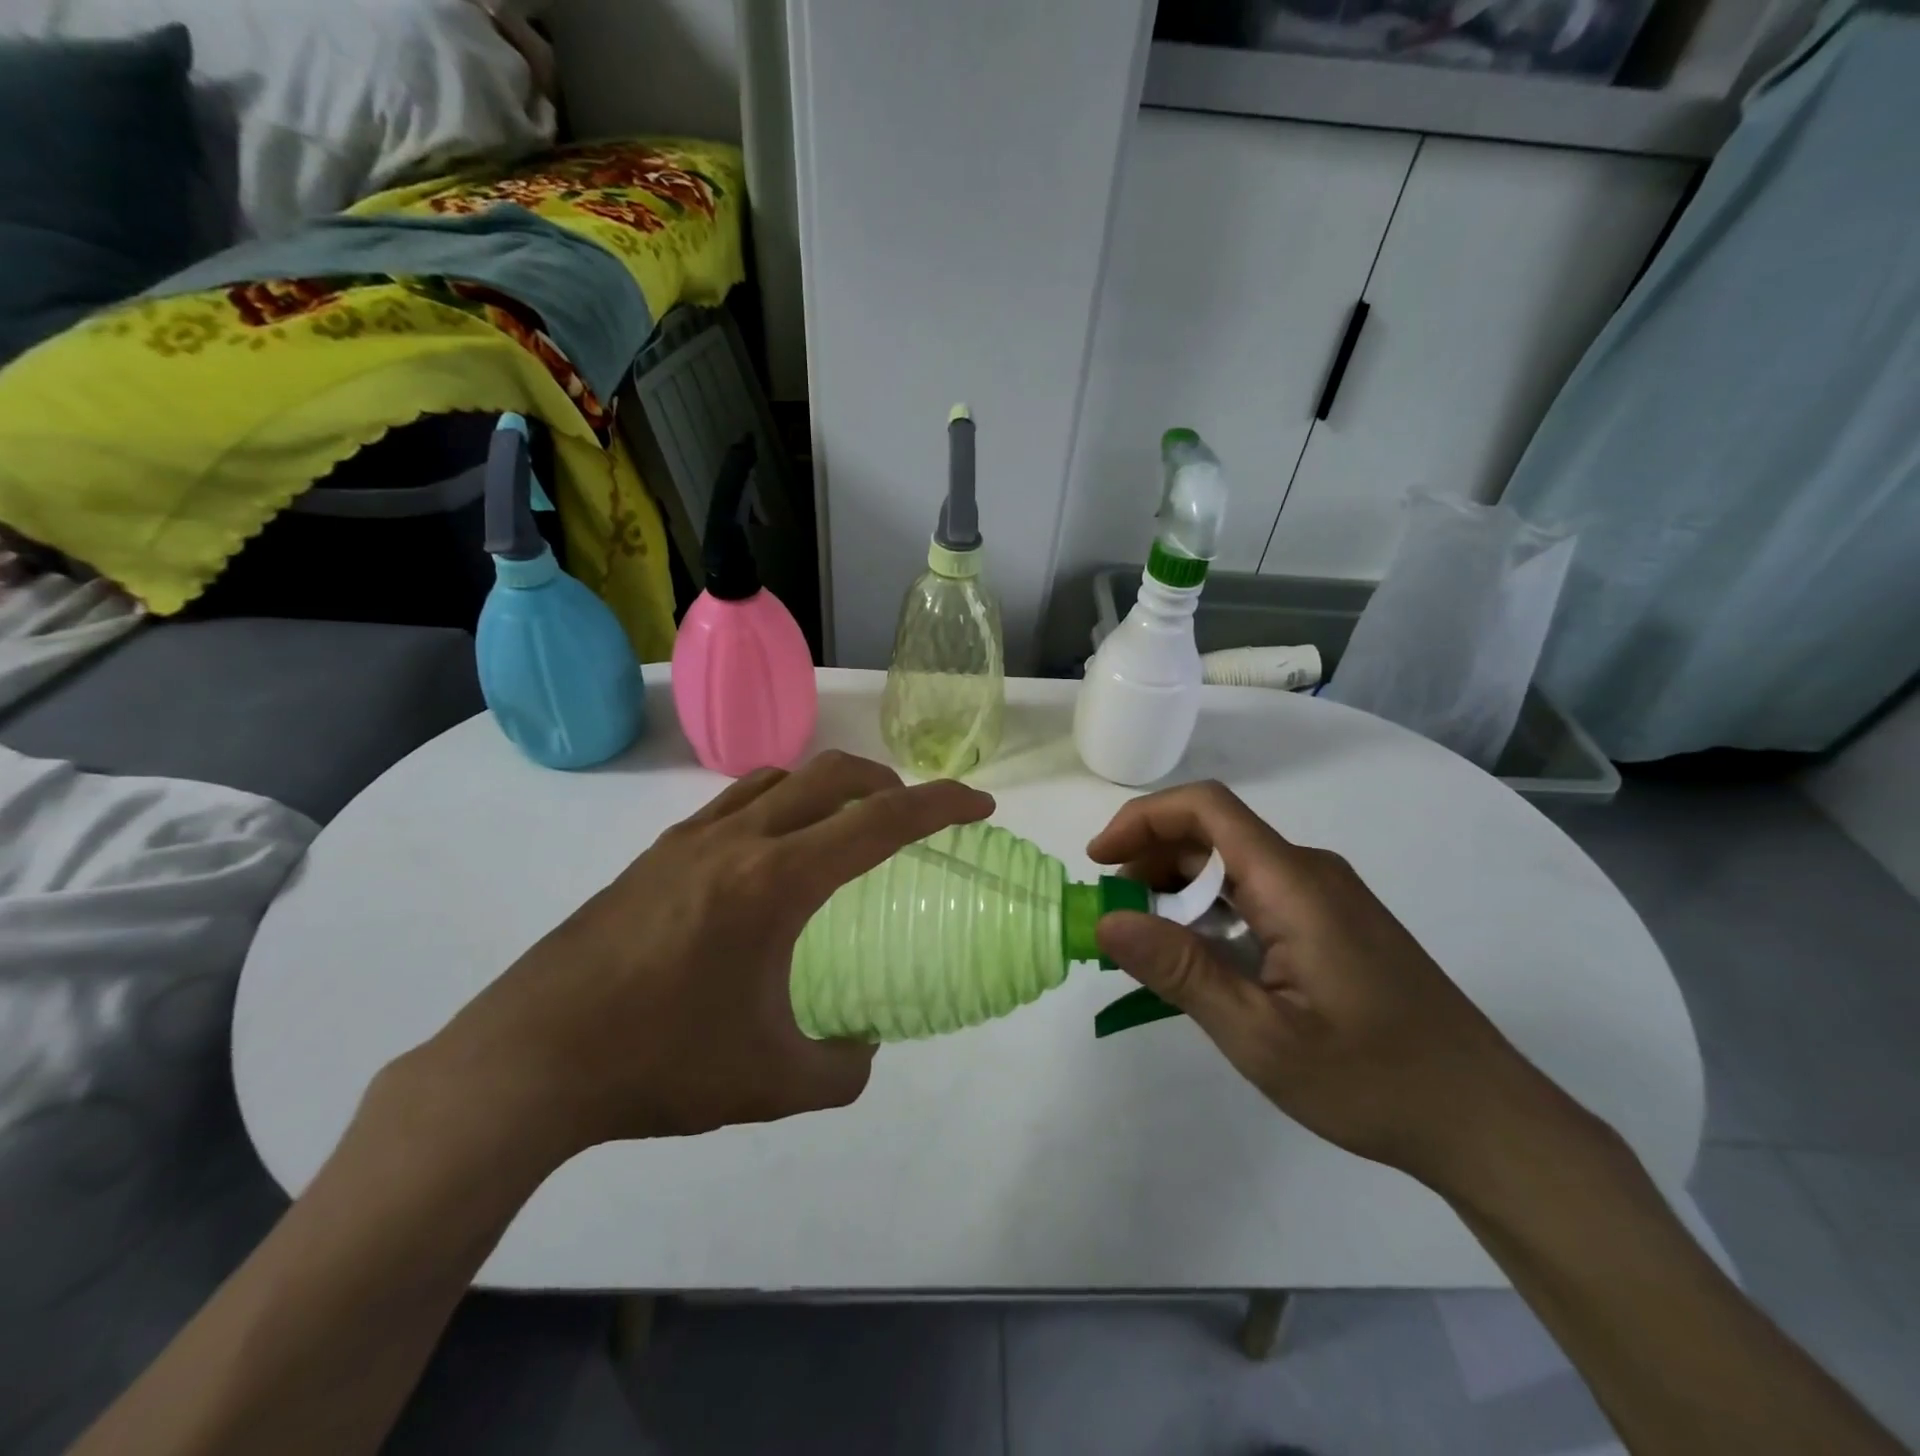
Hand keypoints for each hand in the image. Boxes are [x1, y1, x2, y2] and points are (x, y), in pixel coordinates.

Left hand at [408, 752, 993, 1164]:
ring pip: (778, 778)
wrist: (528, 1061)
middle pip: (832, 775)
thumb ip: (839, 1069)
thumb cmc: (659, 1064)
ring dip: (827, 787)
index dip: (942, 805)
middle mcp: (738, 841)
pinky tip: (768, 858)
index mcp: (777, 882)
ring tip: (844, 828)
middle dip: (889, 782)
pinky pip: (733, 803)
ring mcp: (689, 841)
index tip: (979, 807)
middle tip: (913, 815)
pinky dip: (775, 805)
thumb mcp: (769, 1083)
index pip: (881, 821)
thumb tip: (862, 1049)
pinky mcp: (654, 855)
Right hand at [1088, 781, 1579, 1193]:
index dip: (1143, 820)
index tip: (1099, 862)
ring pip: (1234, 866)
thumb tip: (1106, 921)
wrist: (1487, 1121)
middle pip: (1214, 834)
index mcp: (1294, 882)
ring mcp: (1327, 897)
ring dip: (1179, 891)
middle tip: (1116, 916)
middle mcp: (1311, 872)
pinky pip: (1257, 895)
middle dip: (1151, 861)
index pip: (1206, 808)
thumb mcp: (1261, 1035)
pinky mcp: (1335, 924)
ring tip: (1148, 943)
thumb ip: (1181, 971)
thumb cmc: (1373, 1079)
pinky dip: (1211, 912)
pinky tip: (1201, 960)